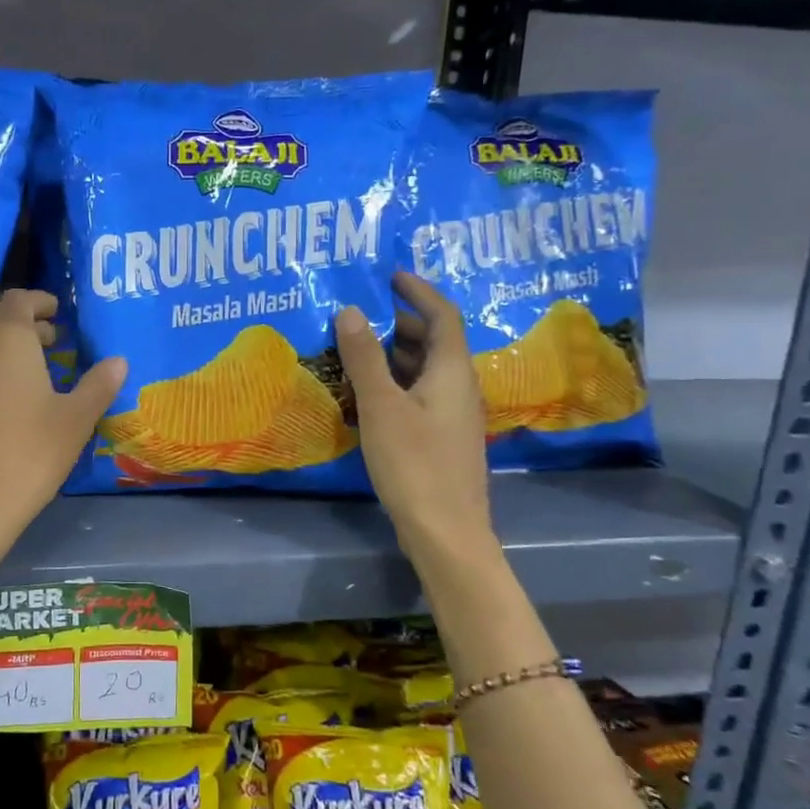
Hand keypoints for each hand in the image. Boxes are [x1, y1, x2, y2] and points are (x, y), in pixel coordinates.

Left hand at [0, 289, 125, 536]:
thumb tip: (117, 361)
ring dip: (1, 348)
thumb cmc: (28, 454)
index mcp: (6, 338)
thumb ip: (98, 385)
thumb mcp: (75, 421)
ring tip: (28, 372)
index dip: (39, 302)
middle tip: (52, 343)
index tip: (57, 312)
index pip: (19, 300)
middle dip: (24, 326)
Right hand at [335, 271, 496, 563]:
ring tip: (359, 350)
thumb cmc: (414, 463)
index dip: (420, 291)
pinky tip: (369, 396)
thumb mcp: (381, 406)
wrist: (446, 532)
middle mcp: (459, 387)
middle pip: (436, 341)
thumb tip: (350, 310)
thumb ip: (365, 357)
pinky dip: (397, 382)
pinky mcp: (443, 439)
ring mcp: (454, 416)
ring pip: (427, 370)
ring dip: (397, 354)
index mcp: (451, 371)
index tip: (391, 277)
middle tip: (363, 316)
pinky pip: (421, 395)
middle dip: (402, 322)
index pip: (444, 315)